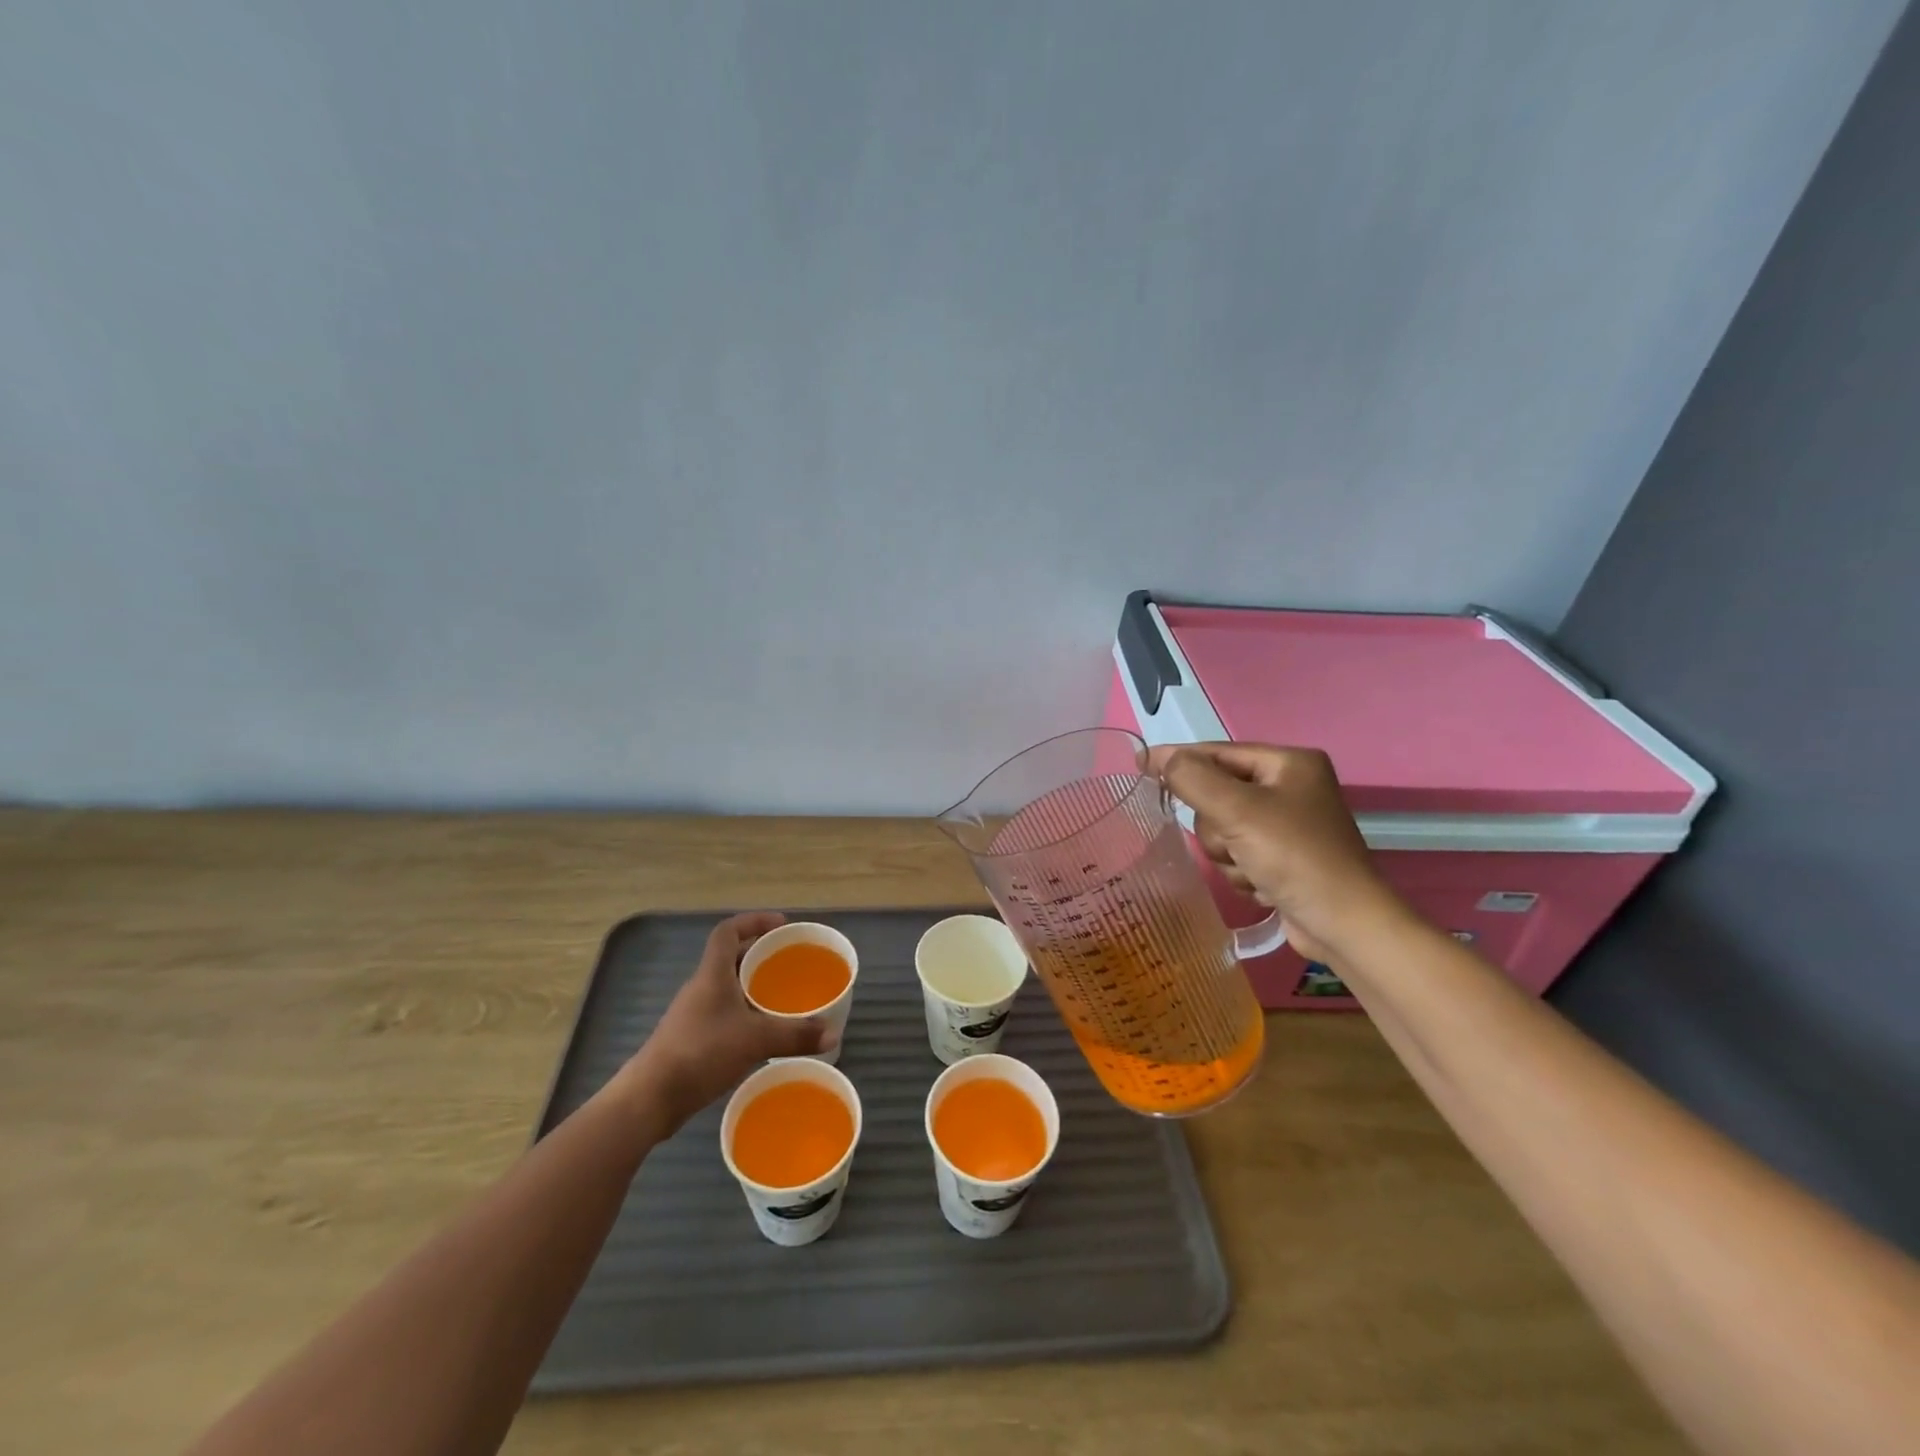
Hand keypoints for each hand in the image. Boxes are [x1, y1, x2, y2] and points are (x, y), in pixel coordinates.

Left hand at [621, 912, 831, 1134]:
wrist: (650, 1098)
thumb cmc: (701, 1052)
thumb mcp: (755, 1040)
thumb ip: (795, 1035)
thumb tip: (833, 1033)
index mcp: (713, 974)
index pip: (729, 931)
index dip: (754, 921)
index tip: (781, 925)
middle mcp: (701, 987)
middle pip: (731, 958)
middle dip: (761, 956)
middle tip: (791, 963)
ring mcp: (694, 1014)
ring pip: (728, 988)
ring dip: (753, 987)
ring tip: (783, 997)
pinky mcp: (691, 1039)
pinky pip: (724, 1014)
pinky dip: (745, 1015)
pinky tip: (763, 1033)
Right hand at [1143, 743, 1402, 963]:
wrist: (1343, 924)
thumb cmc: (1295, 857)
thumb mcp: (1237, 810)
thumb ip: (1192, 779)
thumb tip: (1159, 758)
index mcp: (1289, 763)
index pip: (1218, 753)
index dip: (1178, 759)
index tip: (1139, 765)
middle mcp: (1290, 787)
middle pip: (1217, 795)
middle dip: (1218, 826)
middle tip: (1234, 844)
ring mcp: (1288, 825)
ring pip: (1222, 829)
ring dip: (1228, 855)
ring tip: (1253, 871)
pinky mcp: (1284, 858)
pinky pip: (1238, 853)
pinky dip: (1242, 871)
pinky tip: (1262, 885)